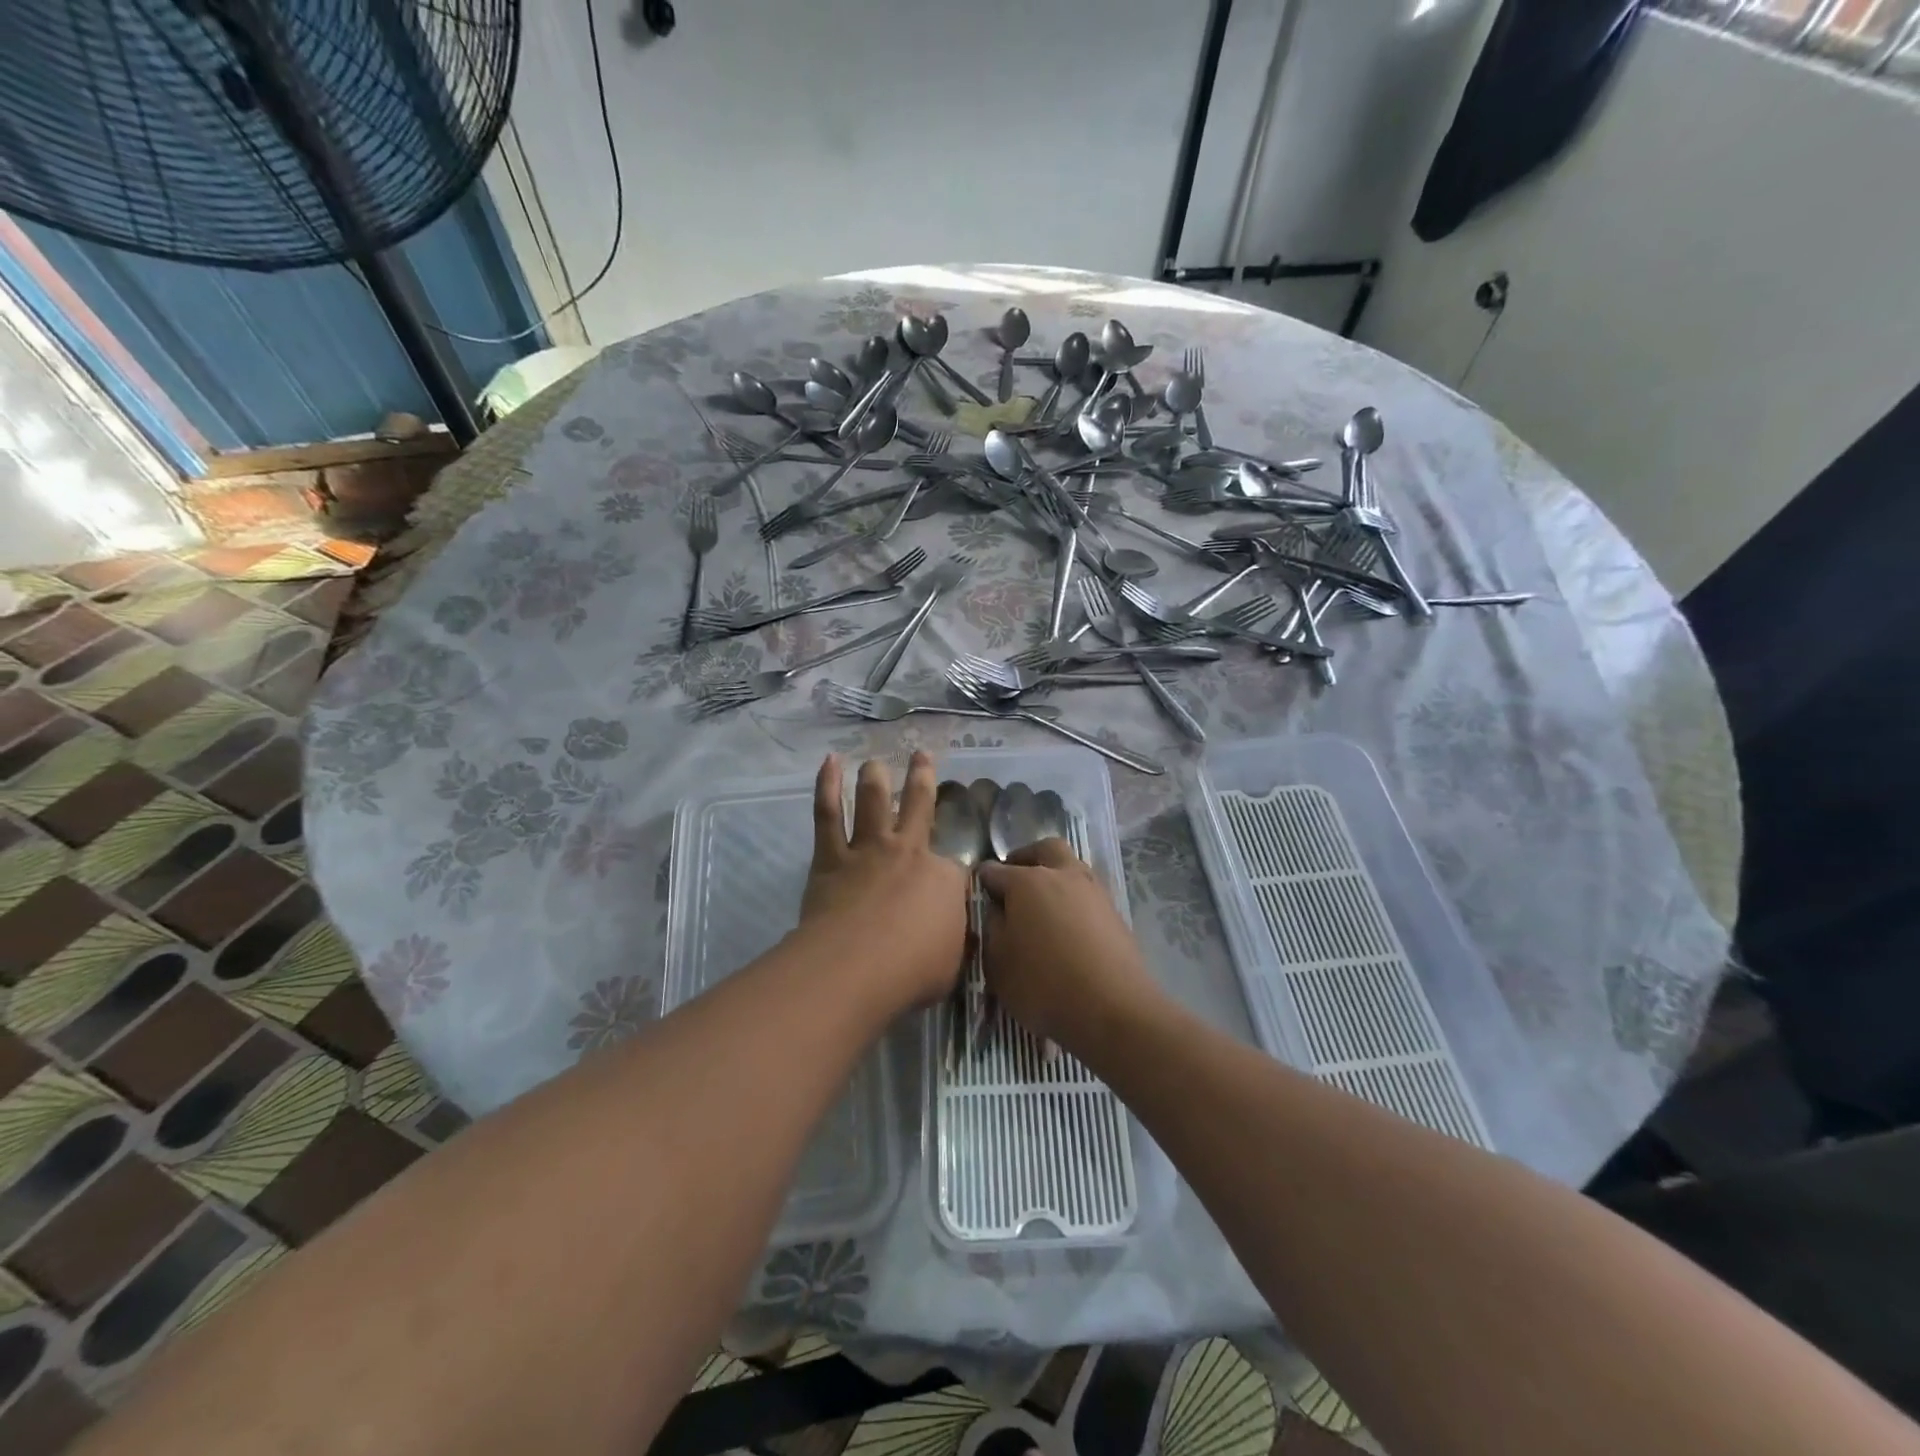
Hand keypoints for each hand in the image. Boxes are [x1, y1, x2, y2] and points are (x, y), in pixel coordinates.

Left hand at [799, 752, 969, 1009]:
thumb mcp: (953, 963)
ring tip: (873, 761)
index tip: (951, 891)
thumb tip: (953, 935)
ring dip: (874, 777)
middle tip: (921, 754)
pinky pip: (828, 813)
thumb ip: (954, 941)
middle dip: (922, 777)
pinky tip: (829, 763)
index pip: (955, 870)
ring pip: (873, 800)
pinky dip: (827, 785)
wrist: (857, 966)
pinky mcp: (831, 857)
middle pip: (919, 806)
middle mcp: (909, 852)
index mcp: (944, 878)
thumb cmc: (912, 971)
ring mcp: (868, 849)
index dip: (953, 879)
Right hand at [977, 838, 1162, 1049]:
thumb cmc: (1044, 986)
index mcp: (1027, 881)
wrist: (1114, 1009)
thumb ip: (992, 928)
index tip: (977, 896)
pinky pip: (1086, 894)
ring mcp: (1093, 890)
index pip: (993, 871)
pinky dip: (1073, 901)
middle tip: (1014, 883)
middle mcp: (1062, 874)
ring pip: (1070, 867)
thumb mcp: (997, 963)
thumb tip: (997, 909)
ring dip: (1054, 877)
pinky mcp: (1114, 912)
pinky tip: (1067, 929)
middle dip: (1025, 859)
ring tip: (1042, 910)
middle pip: (1043, 850)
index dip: (982, 882)